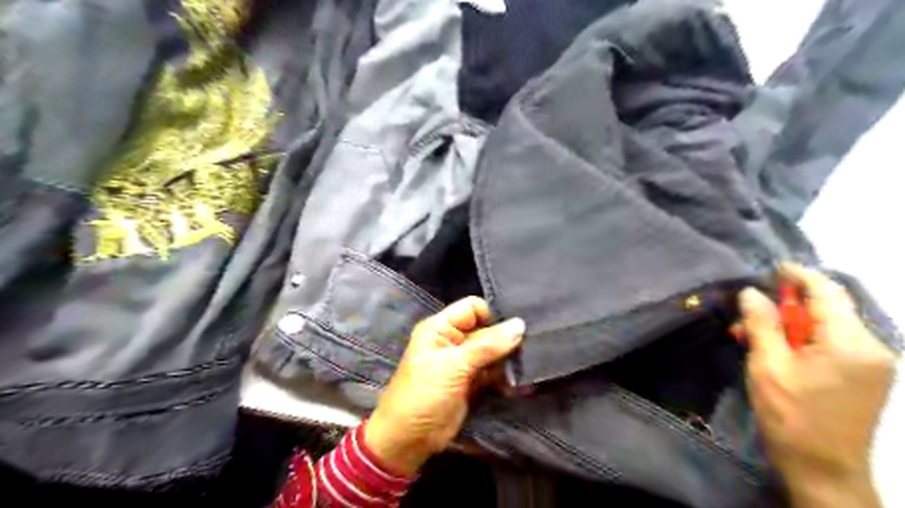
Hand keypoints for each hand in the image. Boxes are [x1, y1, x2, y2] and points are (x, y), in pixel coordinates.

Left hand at [365, 299, 527, 474]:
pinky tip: (516, 384)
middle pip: (486, 329)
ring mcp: (463, 362)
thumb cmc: (425, 394)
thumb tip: (520, 324)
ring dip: (507, 360)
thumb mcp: (454, 366)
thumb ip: (487, 345)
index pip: (473, 308)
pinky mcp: (471, 382)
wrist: (409, 439)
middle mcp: (453, 340)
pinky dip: (503, 377)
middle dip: (505, 340)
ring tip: (524, 368)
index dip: (492, 316)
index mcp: (441, 327)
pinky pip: (492, 372)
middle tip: (529, 349)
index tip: (515, 330)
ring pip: (492, 351)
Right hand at [738, 264, 891, 505]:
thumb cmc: (792, 416)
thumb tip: (752, 292)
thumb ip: (761, 324)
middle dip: (785, 305)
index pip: (827, 292)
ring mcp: (870, 363)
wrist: (824, 470)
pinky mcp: (863, 376)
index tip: (771, 267)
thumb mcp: (767, 366)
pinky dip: (800, 340)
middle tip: (746, 314)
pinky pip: (830, 344)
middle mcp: (870, 347)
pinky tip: (773, 350)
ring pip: (825, 326)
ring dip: (788, 325)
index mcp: (850, 343)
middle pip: (826, 309)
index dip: (798, 275)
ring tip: (751, 336)